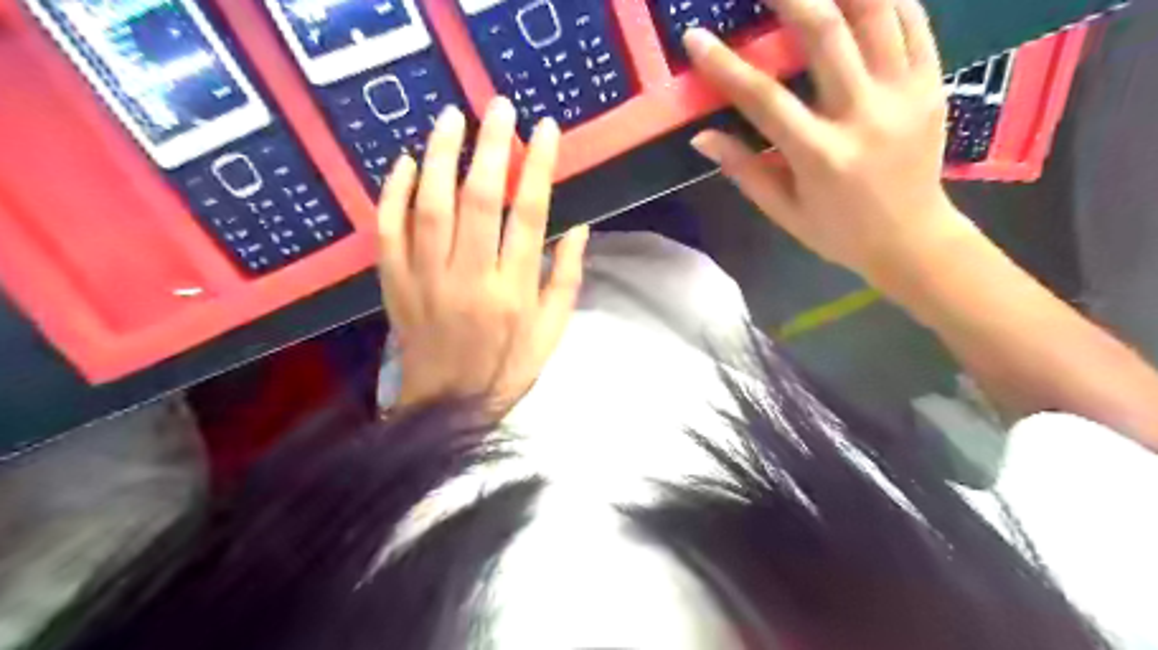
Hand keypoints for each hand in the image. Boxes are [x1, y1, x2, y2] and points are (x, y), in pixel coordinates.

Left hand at [376, 97, 589, 409]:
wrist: (448, 407)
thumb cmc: (507, 370)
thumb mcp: (552, 333)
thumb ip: (567, 279)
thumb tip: (580, 228)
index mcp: (513, 291)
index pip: (529, 216)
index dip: (538, 167)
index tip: (545, 129)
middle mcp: (469, 278)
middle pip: (479, 199)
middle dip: (491, 147)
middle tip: (498, 106)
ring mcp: (426, 279)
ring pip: (430, 206)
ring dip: (441, 156)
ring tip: (451, 118)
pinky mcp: (395, 284)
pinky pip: (388, 231)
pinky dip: (394, 193)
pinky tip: (406, 162)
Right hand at [681, 1, 968, 283]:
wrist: (912, 240)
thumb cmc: (838, 233)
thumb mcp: (783, 211)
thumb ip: (744, 170)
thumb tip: (702, 136)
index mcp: (819, 156)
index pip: (763, 98)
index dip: (725, 65)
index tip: (695, 37)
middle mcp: (863, 115)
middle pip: (825, 34)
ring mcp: (905, 94)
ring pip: (877, 12)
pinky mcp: (933, 84)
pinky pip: (914, 21)